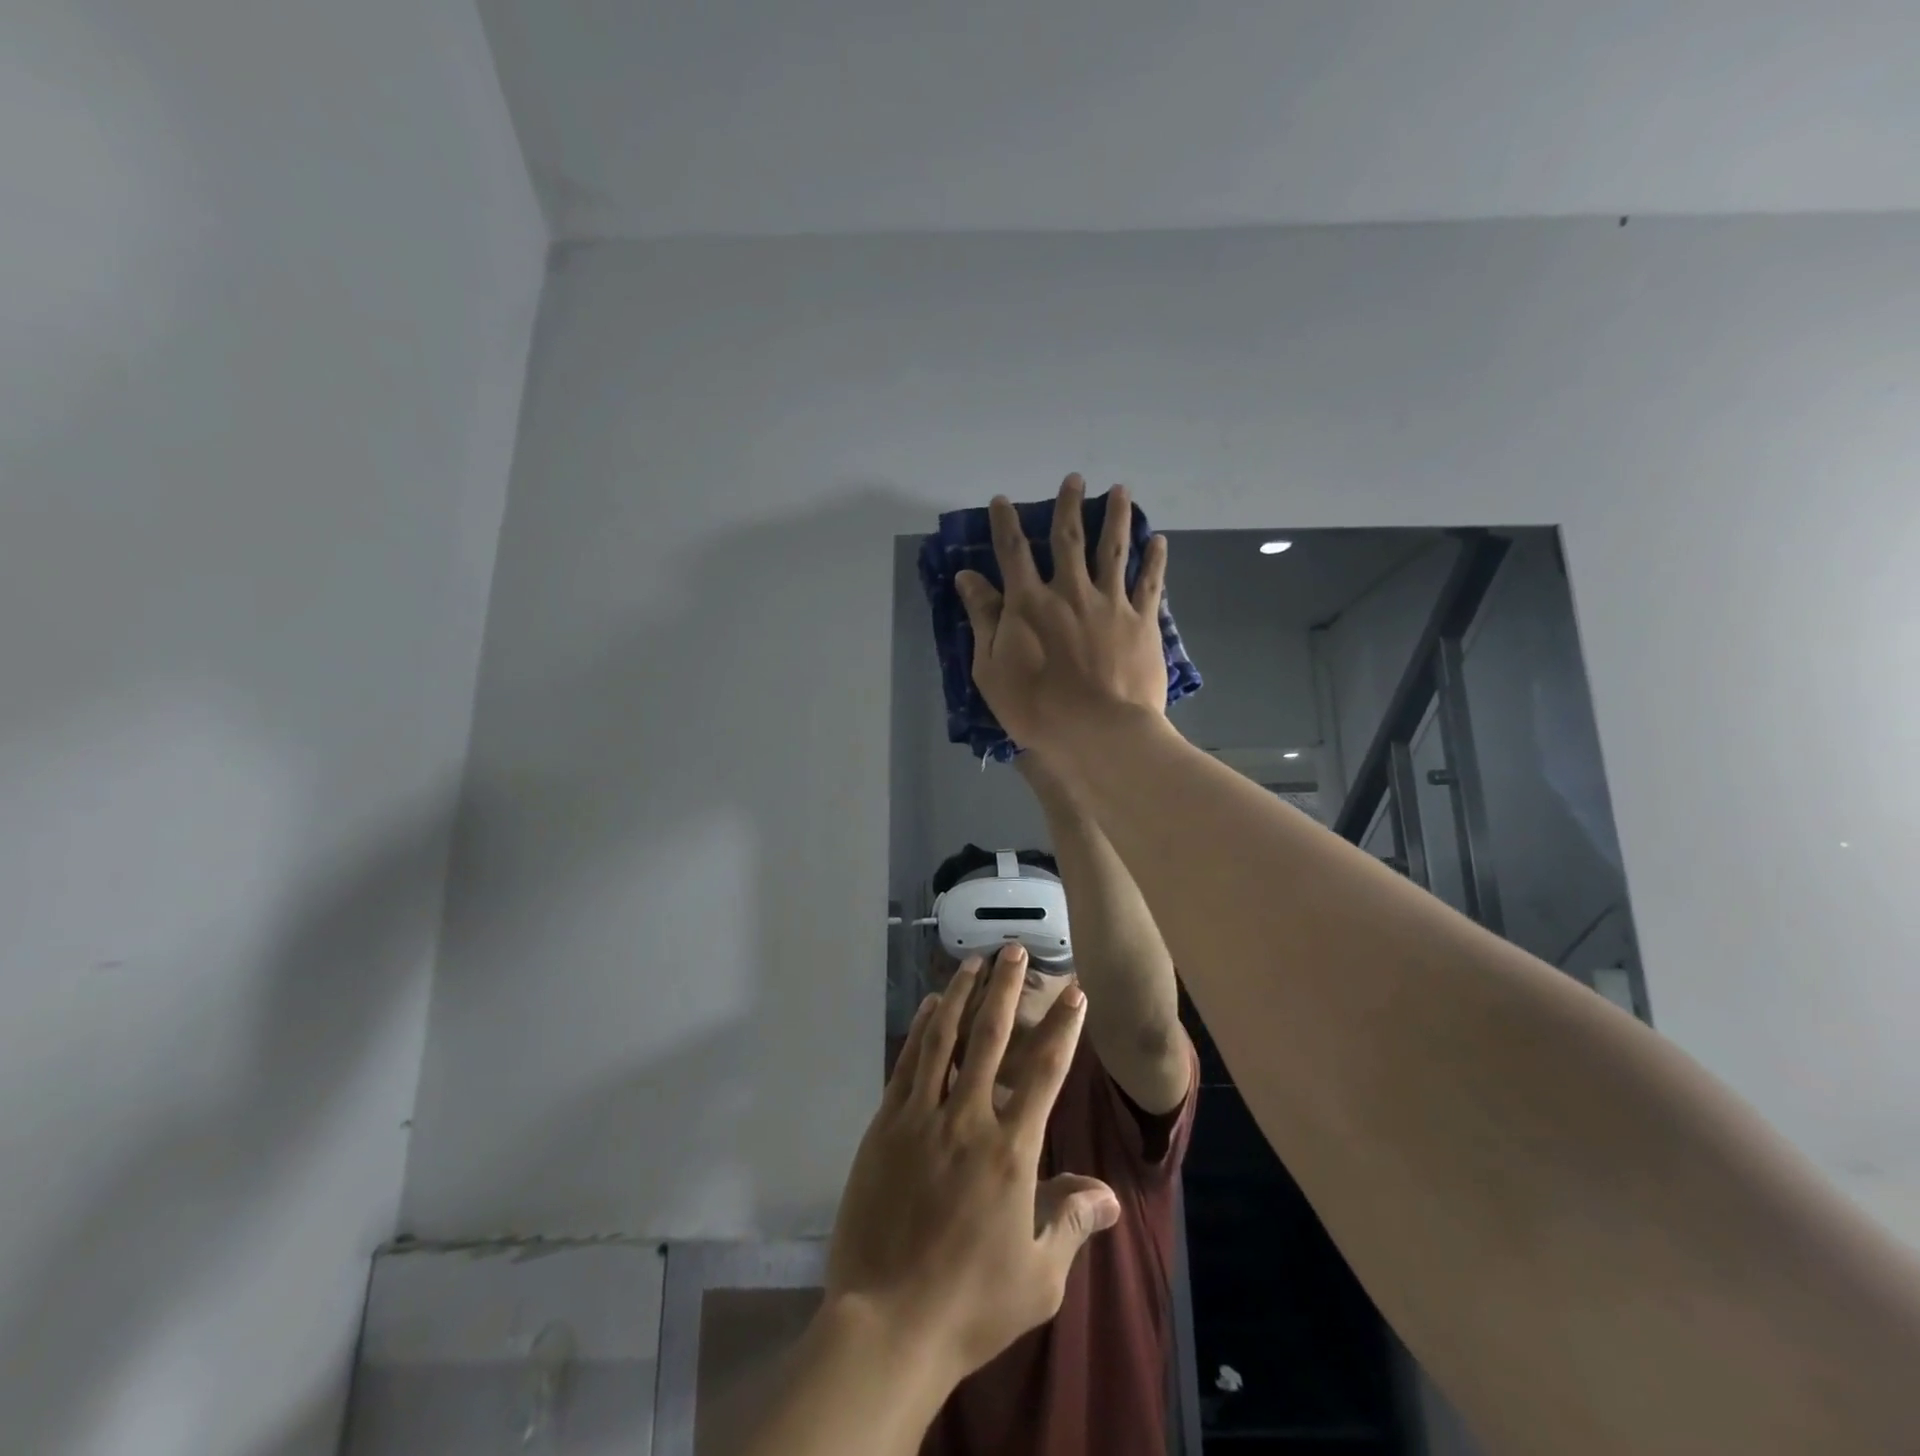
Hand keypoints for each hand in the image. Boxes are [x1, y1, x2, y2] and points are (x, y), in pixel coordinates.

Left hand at [825, 945, 1120, 1385]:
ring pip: (943, 1038)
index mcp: (1011, 1152)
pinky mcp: (885, 1125)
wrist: (887, 1325)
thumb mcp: (1038, 1276)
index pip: (1044, 1072)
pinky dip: (920, 1028)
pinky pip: (908, 1063)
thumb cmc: (971, 1304)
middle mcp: (967, 1120)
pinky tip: (927, 1006)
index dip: (1062, 1028)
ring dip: (960, 994)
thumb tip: (1107, 1192)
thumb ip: (1071, 1221)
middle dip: (1006, 988)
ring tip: (972, 962)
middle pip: (990, 1037)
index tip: (1074, 993)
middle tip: (1014, 951)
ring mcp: (921, 1117)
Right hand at [955, 474, 1169, 755]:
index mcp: (1029, 602)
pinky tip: (1158, 540)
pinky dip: (1153, 559)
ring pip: (1114, 549)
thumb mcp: (992, 669)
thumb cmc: (1037, 708)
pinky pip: (1149, 583)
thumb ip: (983, 618)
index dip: (1005, 523)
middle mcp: (1070, 591)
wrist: (1100, 732)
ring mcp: (1110, 603)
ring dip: (1116, 517)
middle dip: (1069, 505)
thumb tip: (968, 577)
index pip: (1012, 552)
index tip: (1003, 501)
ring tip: (1121, 491)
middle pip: (1069, 538)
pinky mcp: (1142, 621)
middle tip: (1074, 479)